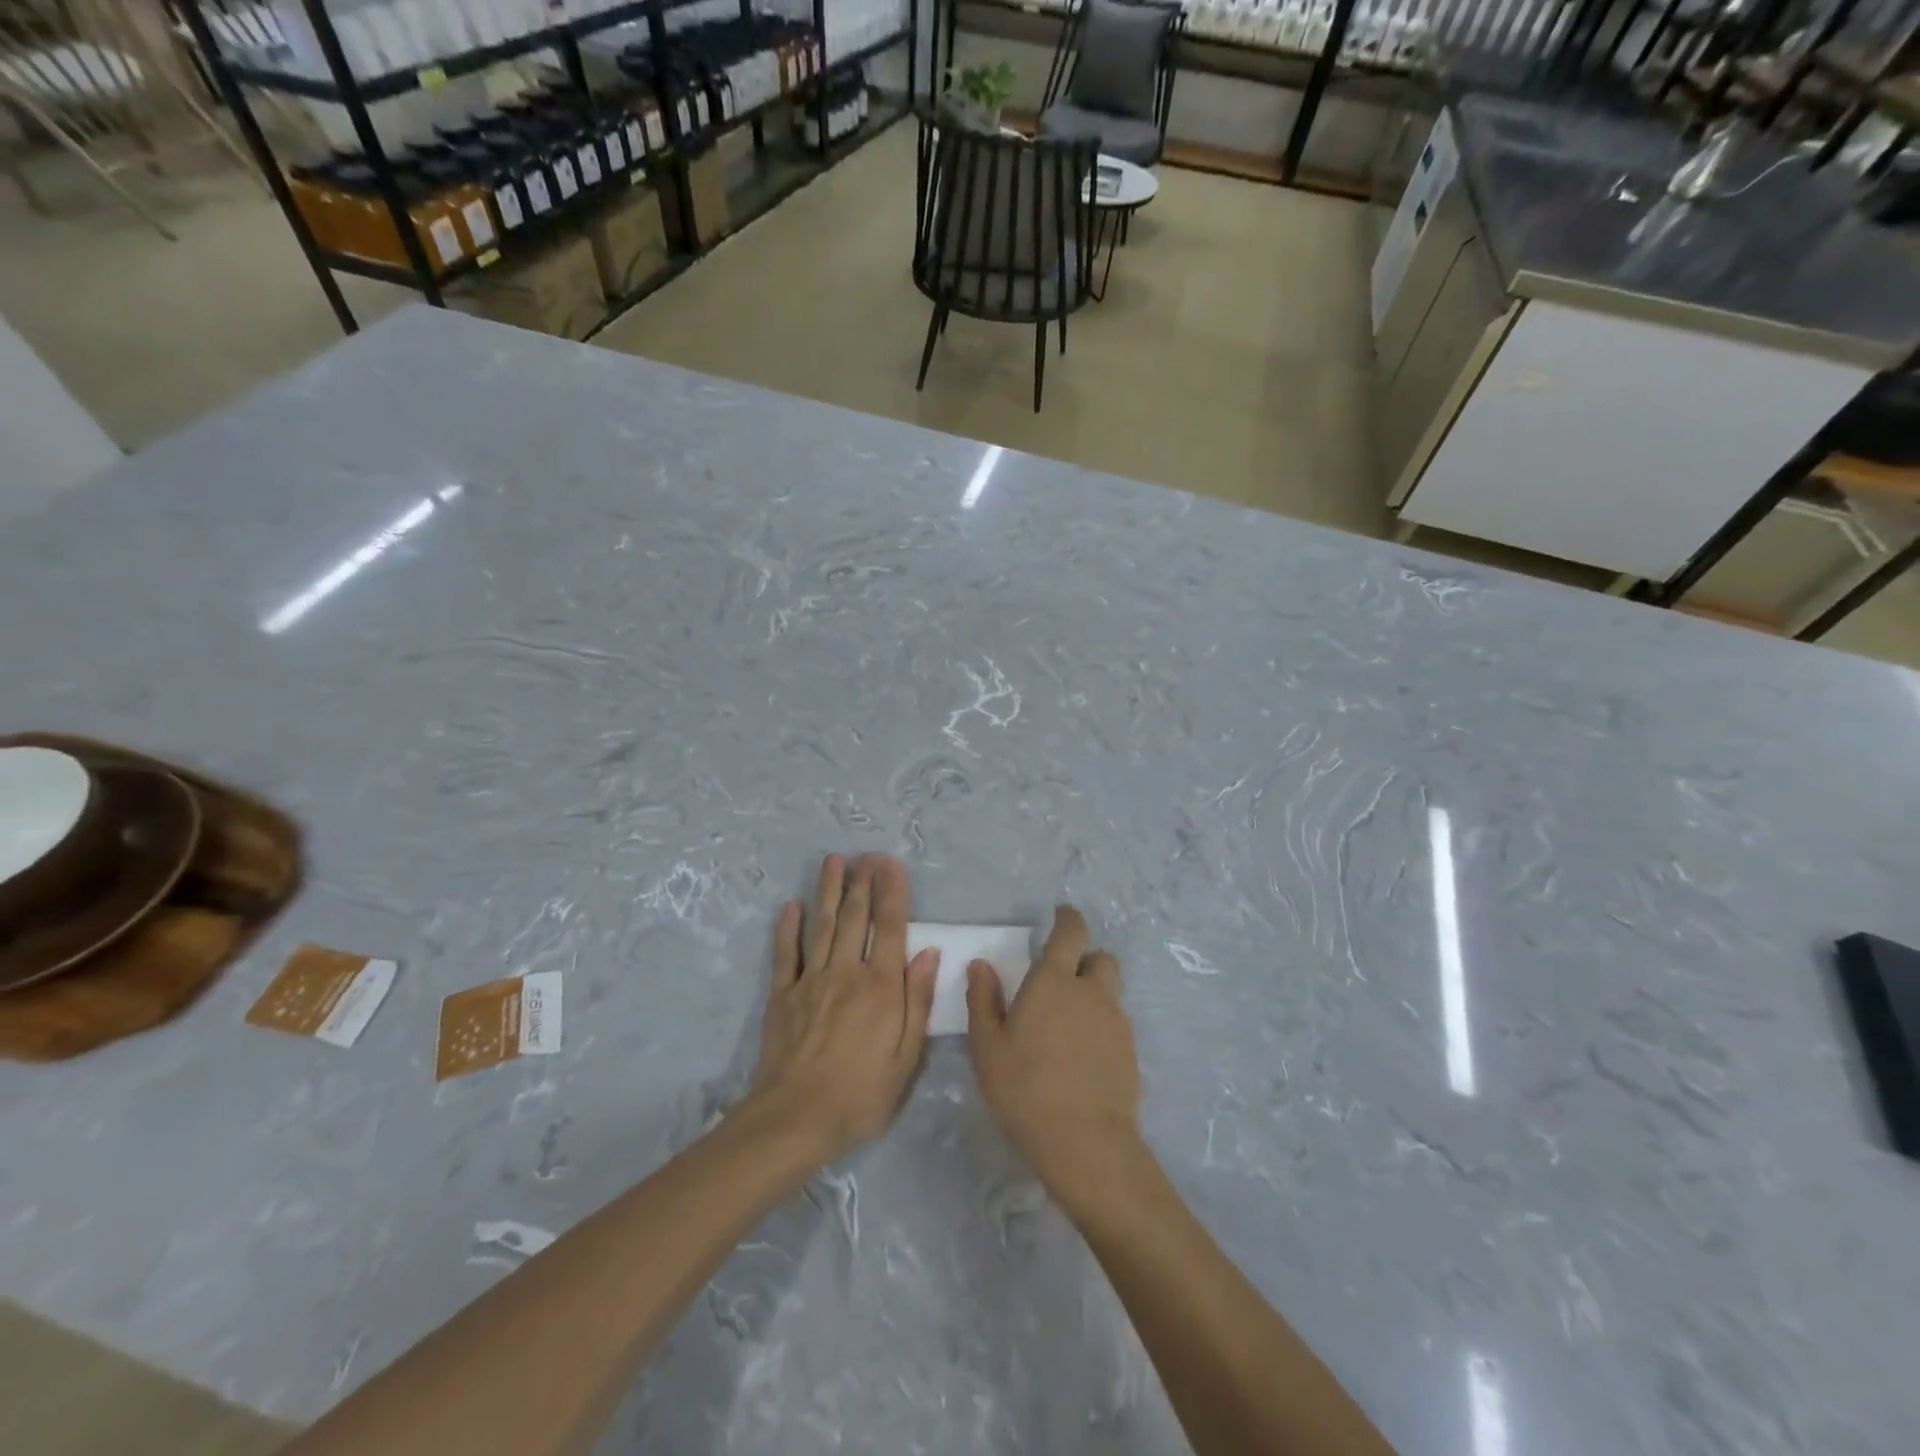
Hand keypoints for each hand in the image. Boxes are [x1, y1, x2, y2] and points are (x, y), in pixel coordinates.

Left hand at [749, 853, 939, 1162]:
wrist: (796, 1119)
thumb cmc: (861, 1094)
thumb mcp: (906, 1057)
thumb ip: (917, 1001)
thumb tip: (929, 953)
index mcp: (881, 987)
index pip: (890, 928)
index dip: (892, 893)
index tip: (891, 864)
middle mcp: (847, 973)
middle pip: (855, 918)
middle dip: (862, 882)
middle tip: (865, 853)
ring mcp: (811, 981)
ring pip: (822, 926)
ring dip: (828, 891)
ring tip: (833, 860)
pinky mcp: (783, 995)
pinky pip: (786, 954)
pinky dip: (788, 928)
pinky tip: (791, 905)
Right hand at [966, 905, 1142, 1211]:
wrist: (1084, 1142)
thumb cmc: (1025, 1088)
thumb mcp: (987, 1046)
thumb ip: (983, 1000)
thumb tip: (981, 965)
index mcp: (1054, 981)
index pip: (1070, 933)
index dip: (1068, 918)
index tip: (1061, 913)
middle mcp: (1091, 992)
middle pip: (1101, 958)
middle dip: (1086, 958)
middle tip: (1063, 977)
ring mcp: (1116, 1022)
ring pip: (1110, 992)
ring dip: (1094, 993)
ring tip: (1069, 1023)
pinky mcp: (1130, 1052)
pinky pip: (1116, 1023)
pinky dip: (1101, 1025)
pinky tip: (1082, 1055)